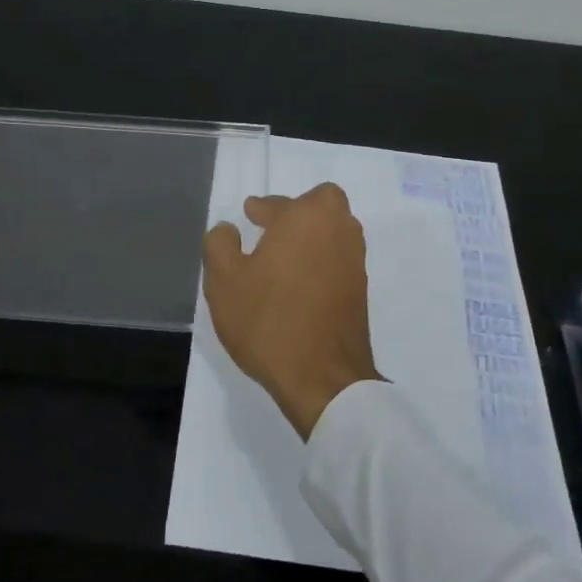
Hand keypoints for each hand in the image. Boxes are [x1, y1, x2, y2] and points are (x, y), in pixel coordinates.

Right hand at [202, 184, 382, 438]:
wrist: (322, 378)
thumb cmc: (268, 321)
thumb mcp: (224, 280)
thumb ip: (220, 244)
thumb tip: (228, 229)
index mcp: (305, 218)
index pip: (278, 203)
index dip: (260, 209)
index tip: (249, 215)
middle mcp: (337, 230)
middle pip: (321, 204)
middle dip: (298, 210)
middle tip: (273, 228)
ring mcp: (354, 261)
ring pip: (335, 230)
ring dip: (313, 234)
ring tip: (285, 255)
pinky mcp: (361, 290)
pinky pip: (339, 258)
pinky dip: (322, 259)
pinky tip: (300, 281)